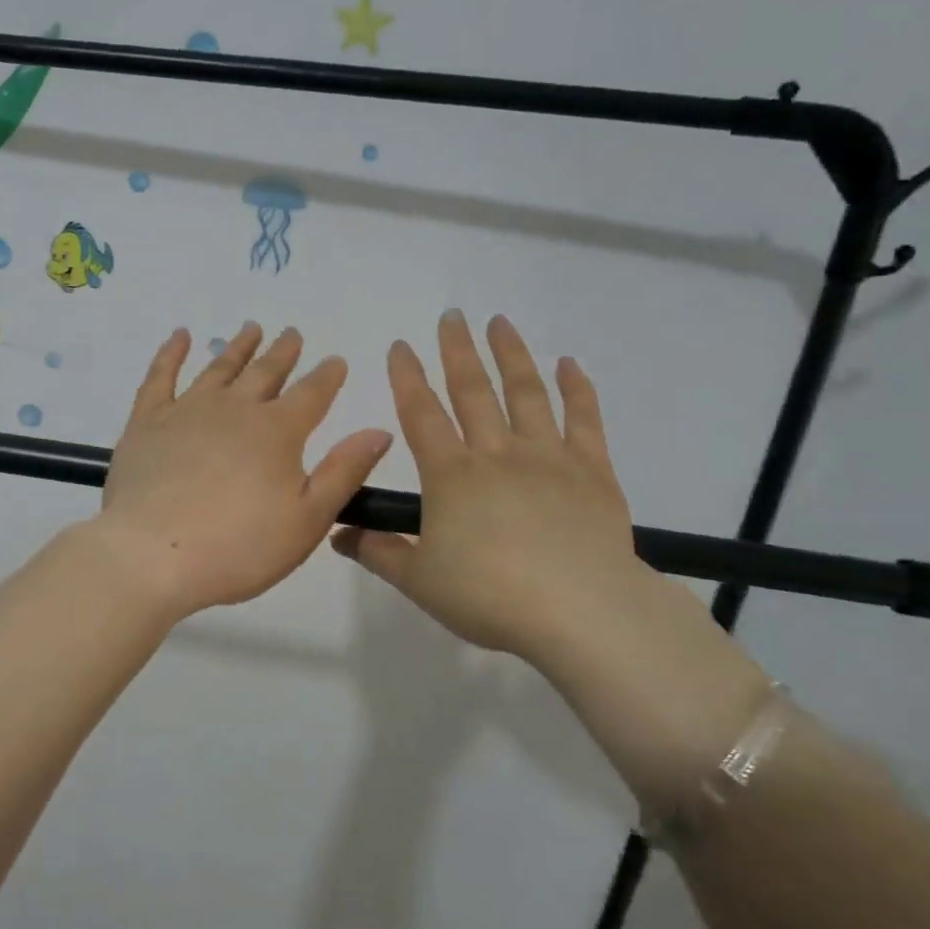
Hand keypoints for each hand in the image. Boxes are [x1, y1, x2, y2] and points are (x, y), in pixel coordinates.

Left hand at [95, 323, 393, 620]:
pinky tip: (179, 336)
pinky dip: (171, 352)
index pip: (312, 394)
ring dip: (239, 347)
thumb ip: (344, 472)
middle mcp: (236, 409)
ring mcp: (187, 410)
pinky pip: (161, 376)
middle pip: (265, 372)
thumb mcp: (308, 519)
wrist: (152, 555)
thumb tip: (379, 431)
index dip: (327, 376)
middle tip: (292, 333)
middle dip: (283, 352)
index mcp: (278, 432)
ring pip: (219, 367)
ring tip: (251, 328)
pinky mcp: (147, 422)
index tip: (336, 360)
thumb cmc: (238, 547)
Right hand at [334, 311, 770, 811]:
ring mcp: (548, 457)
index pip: (421, 413)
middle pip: (472, 390)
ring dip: (510, 354)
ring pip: (526, 392)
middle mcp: (496, 453)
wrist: (580, 612)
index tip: (400, 345)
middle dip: (457, 351)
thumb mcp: (419, 582)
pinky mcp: (592, 471)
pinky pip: (584, 419)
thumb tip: (337, 534)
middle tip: (451, 316)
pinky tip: (569, 363)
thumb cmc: (490, 596)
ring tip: (499, 323)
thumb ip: (378, 552)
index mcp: (451, 475)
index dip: (407, 377)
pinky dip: (577, 388)